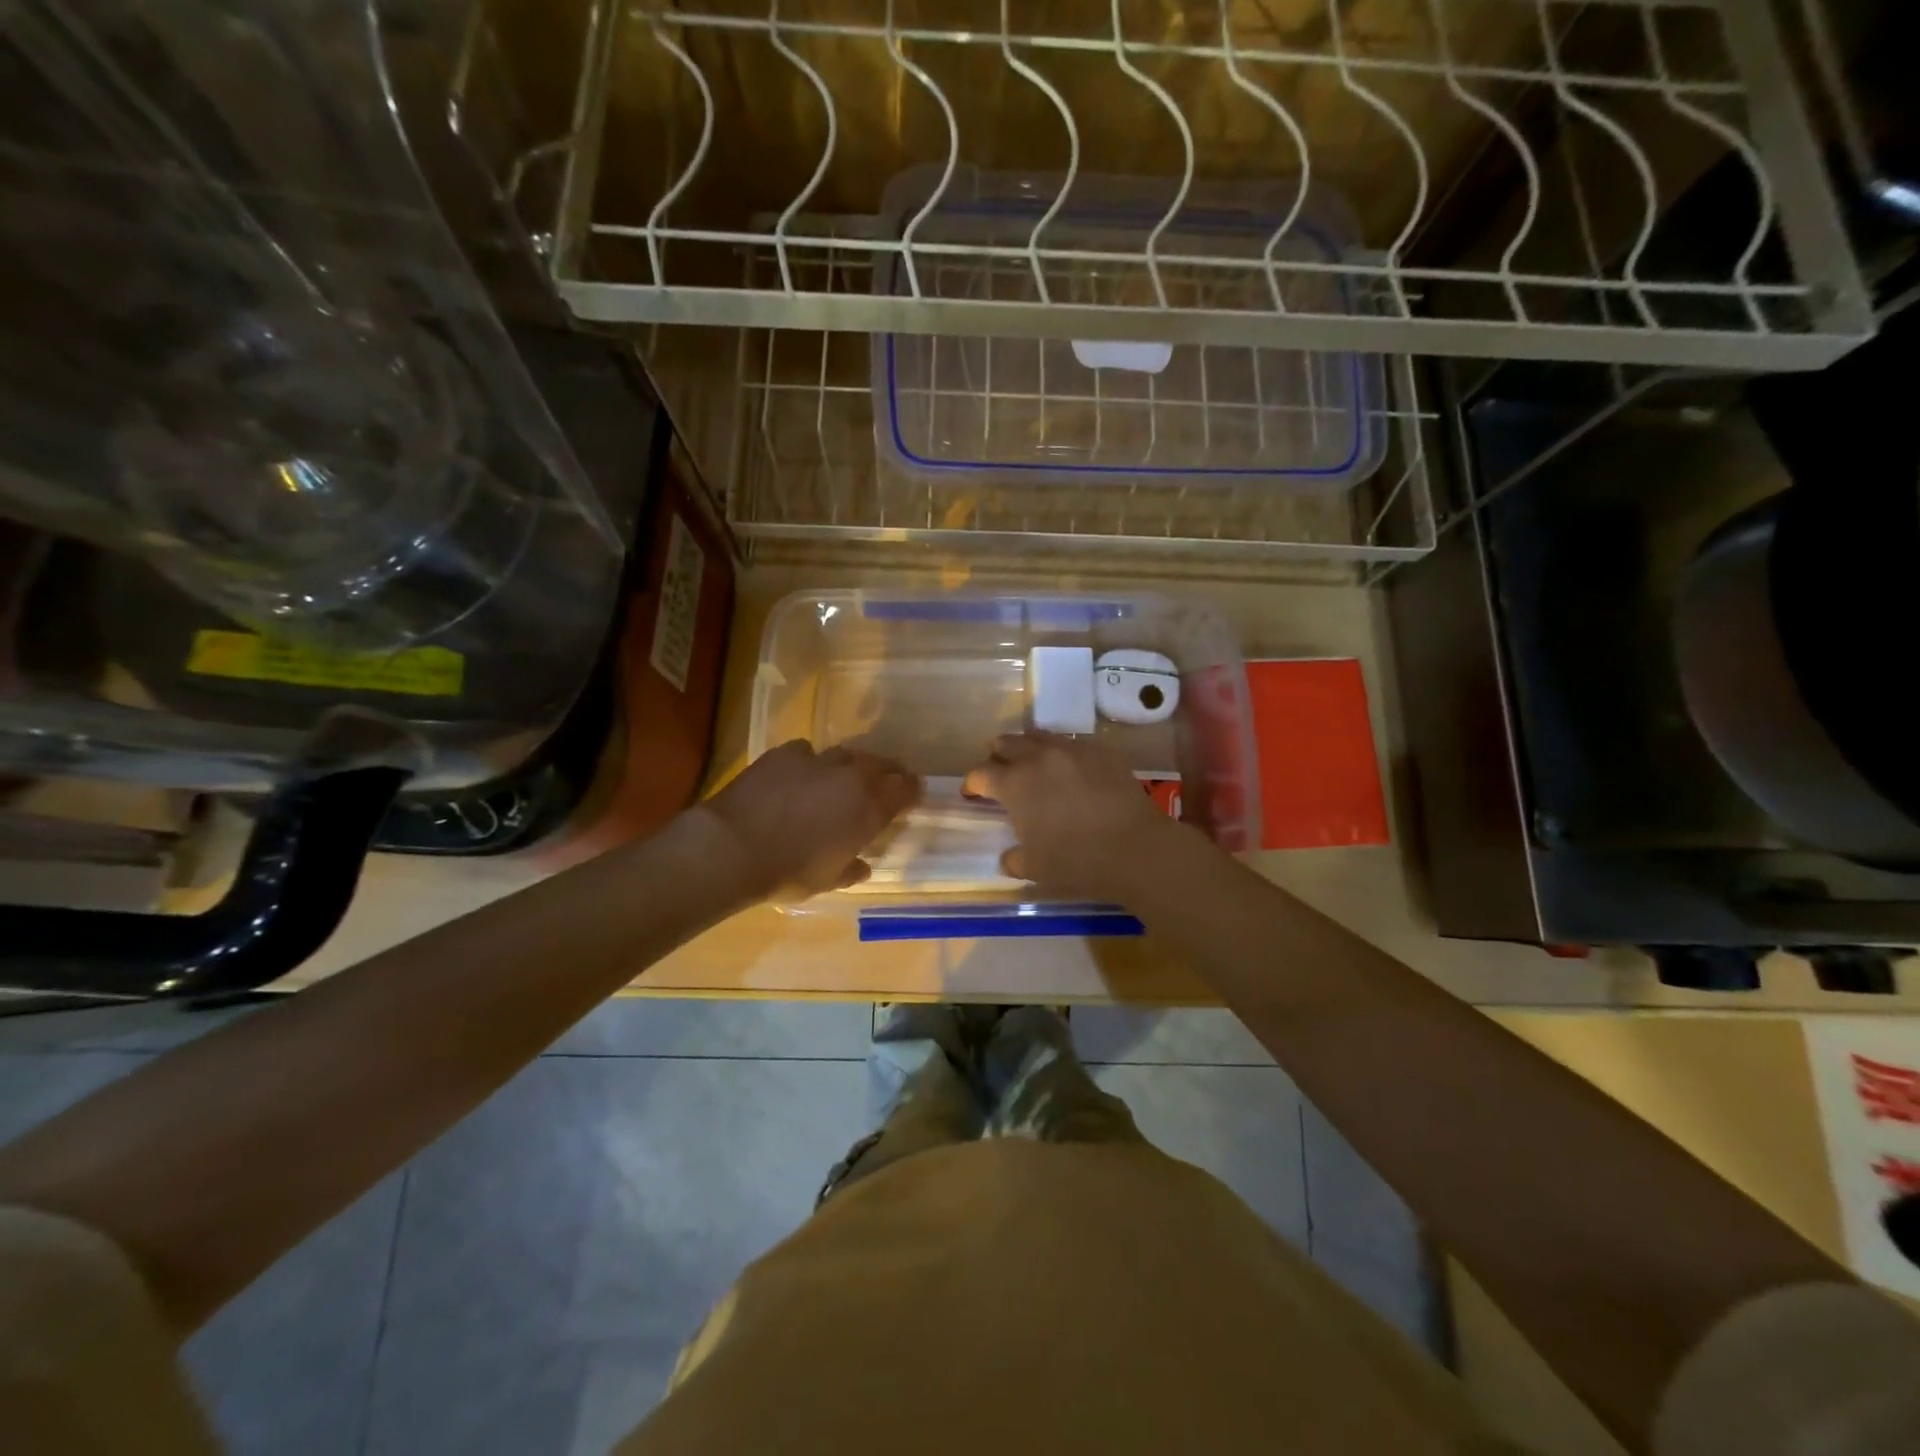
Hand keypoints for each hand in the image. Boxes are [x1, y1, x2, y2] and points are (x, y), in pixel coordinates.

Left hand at [701, 740, 920, 900]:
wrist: (733, 846)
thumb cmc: (788, 872)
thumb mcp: (826, 880)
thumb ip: (850, 869)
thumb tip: (862, 866)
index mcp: (870, 808)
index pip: (906, 789)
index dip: (913, 791)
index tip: (913, 795)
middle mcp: (851, 777)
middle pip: (881, 764)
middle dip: (888, 773)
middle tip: (886, 782)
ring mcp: (818, 760)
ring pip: (847, 754)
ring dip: (851, 766)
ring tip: (844, 777)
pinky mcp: (786, 753)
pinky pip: (808, 752)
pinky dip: (811, 762)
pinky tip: (801, 774)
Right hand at [961, 732, 1174, 899]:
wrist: (1134, 847)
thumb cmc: (1076, 861)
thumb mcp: (1034, 868)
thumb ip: (1013, 859)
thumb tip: (1007, 857)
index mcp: (1014, 784)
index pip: (980, 773)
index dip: (972, 783)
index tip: (972, 793)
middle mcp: (1038, 757)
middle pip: (1007, 743)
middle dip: (998, 756)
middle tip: (1000, 771)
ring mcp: (1071, 750)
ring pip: (1039, 736)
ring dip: (1029, 748)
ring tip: (1032, 764)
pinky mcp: (1100, 751)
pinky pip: (1072, 744)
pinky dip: (1061, 754)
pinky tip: (1069, 770)